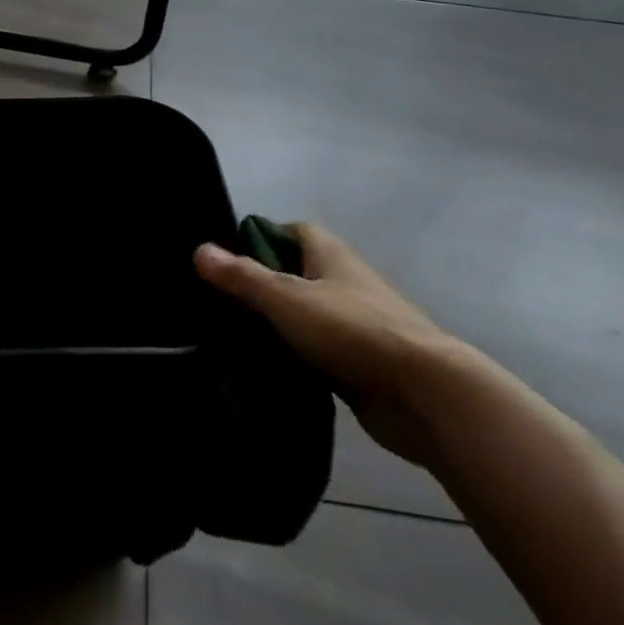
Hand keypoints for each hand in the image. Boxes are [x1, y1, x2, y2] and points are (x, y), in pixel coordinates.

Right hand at [195, 224, 464, 468]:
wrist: (424, 393)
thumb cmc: (352, 329)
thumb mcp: (287, 298)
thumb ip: (243, 277)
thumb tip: (199, 250)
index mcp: (330, 255)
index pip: (291, 231)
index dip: (260, 238)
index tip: (227, 260)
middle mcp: (343, 283)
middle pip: (294, 274)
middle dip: (260, 286)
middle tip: (218, 304)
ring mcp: (354, 325)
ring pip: (304, 317)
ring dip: (276, 326)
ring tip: (230, 338)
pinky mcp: (358, 364)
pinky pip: (316, 353)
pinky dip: (294, 359)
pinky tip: (264, 372)